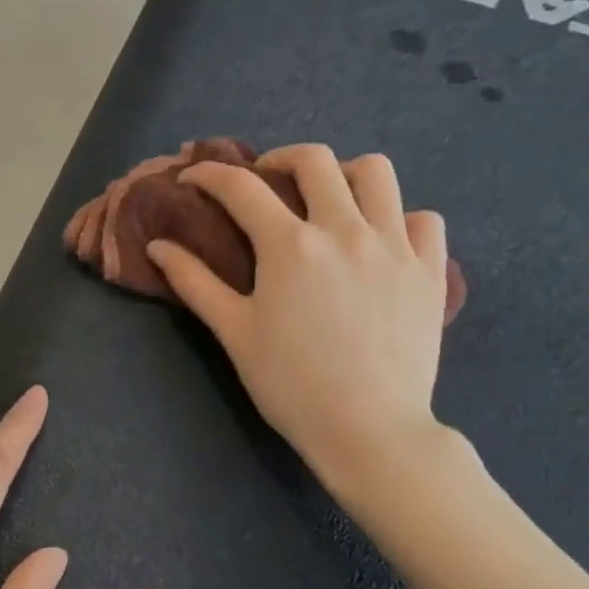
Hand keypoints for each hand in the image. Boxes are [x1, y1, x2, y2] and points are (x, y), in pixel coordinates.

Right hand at [146, 143, 451, 498]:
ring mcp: (395, 246)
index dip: (210, 174)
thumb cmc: (290, 384)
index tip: (194, 176)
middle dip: (280, 159)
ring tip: (330, 200)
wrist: (368, 430)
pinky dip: (400, 218)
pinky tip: (382, 240)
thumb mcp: (234, 333)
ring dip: (345, 175)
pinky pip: (423, 219)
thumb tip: (158, 245)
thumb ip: (195, 283)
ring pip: (377, 173)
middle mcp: (345, 230)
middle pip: (315, 160)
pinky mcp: (430, 270)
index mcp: (290, 245)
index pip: (241, 188)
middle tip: (266, 181)